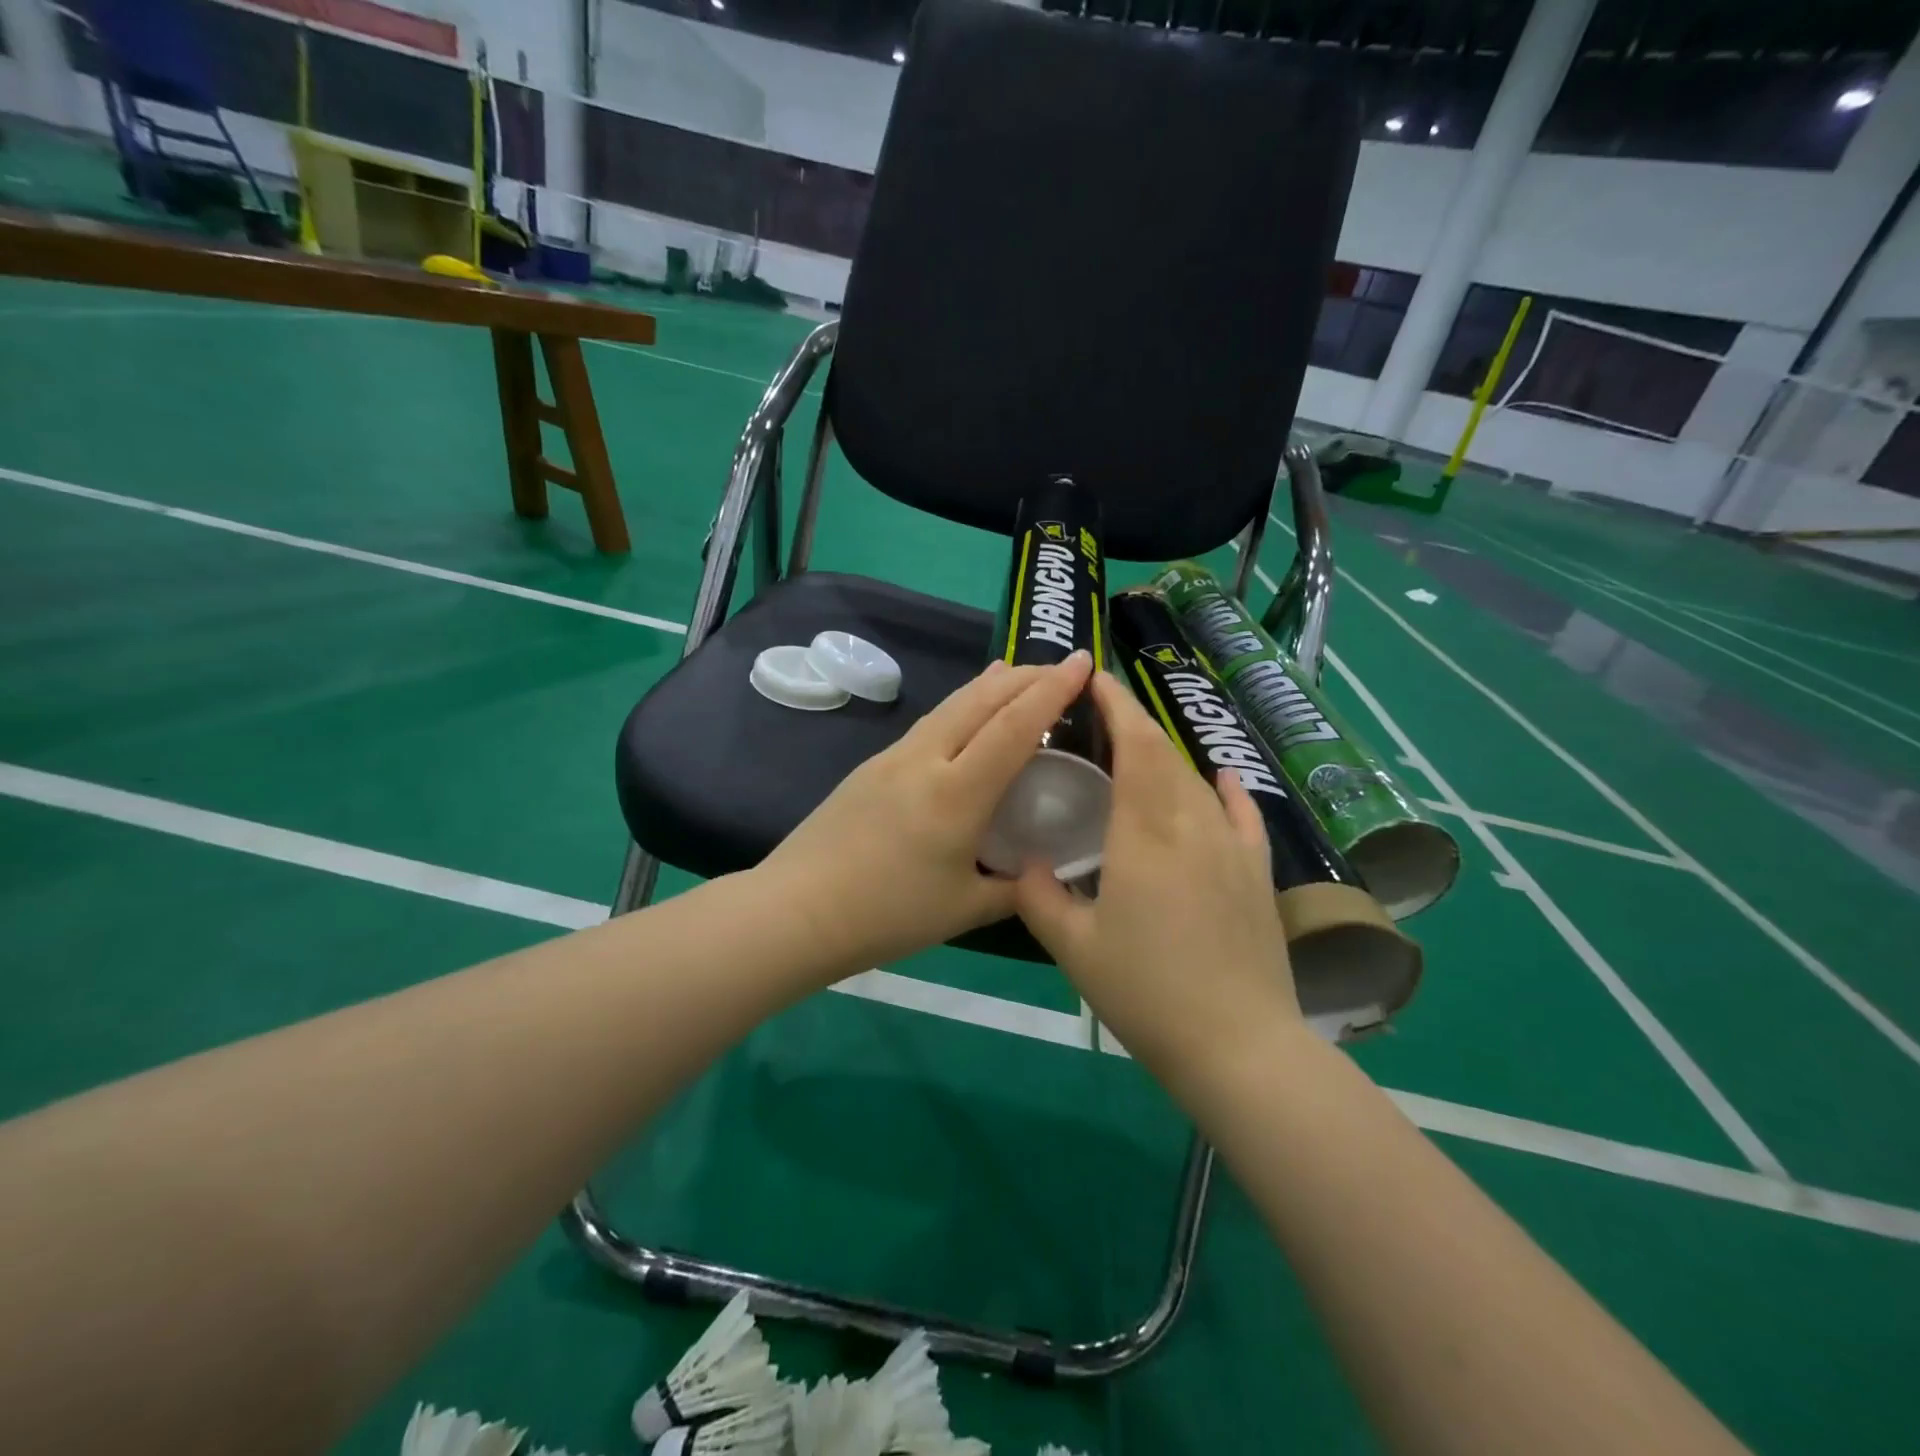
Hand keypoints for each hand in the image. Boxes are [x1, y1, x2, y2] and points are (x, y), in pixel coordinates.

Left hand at [757, 652, 1094, 975]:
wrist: (796, 911)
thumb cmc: (886, 915)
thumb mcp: (964, 909)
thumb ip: (1013, 889)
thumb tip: (1041, 876)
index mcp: (957, 793)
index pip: (1015, 726)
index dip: (1053, 690)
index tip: (1083, 662)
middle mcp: (925, 760)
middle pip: (982, 700)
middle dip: (1026, 676)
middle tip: (1060, 667)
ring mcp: (893, 758)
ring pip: (951, 705)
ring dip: (989, 685)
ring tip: (1014, 673)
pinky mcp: (871, 766)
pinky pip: (928, 723)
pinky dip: (959, 707)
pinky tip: (963, 717)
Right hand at [1014, 671, 1301, 1073]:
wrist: (1238, 1046)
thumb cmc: (1146, 993)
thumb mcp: (1075, 949)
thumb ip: (1040, 897)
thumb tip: (1027, 864)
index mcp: (1145, 834)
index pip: (1136, 747)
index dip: (1117, 707)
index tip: (1094, 680)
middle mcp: (1193, 825)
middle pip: (1165, 755)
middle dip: (1135, 724)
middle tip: (1102, 714)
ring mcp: (1232, 848)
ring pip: (1196, 781)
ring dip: (1167, 756)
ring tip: (1139, 750)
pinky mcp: (1257, 873)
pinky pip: (1243, 815)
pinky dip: (1227, 789)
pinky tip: (1220, 774)